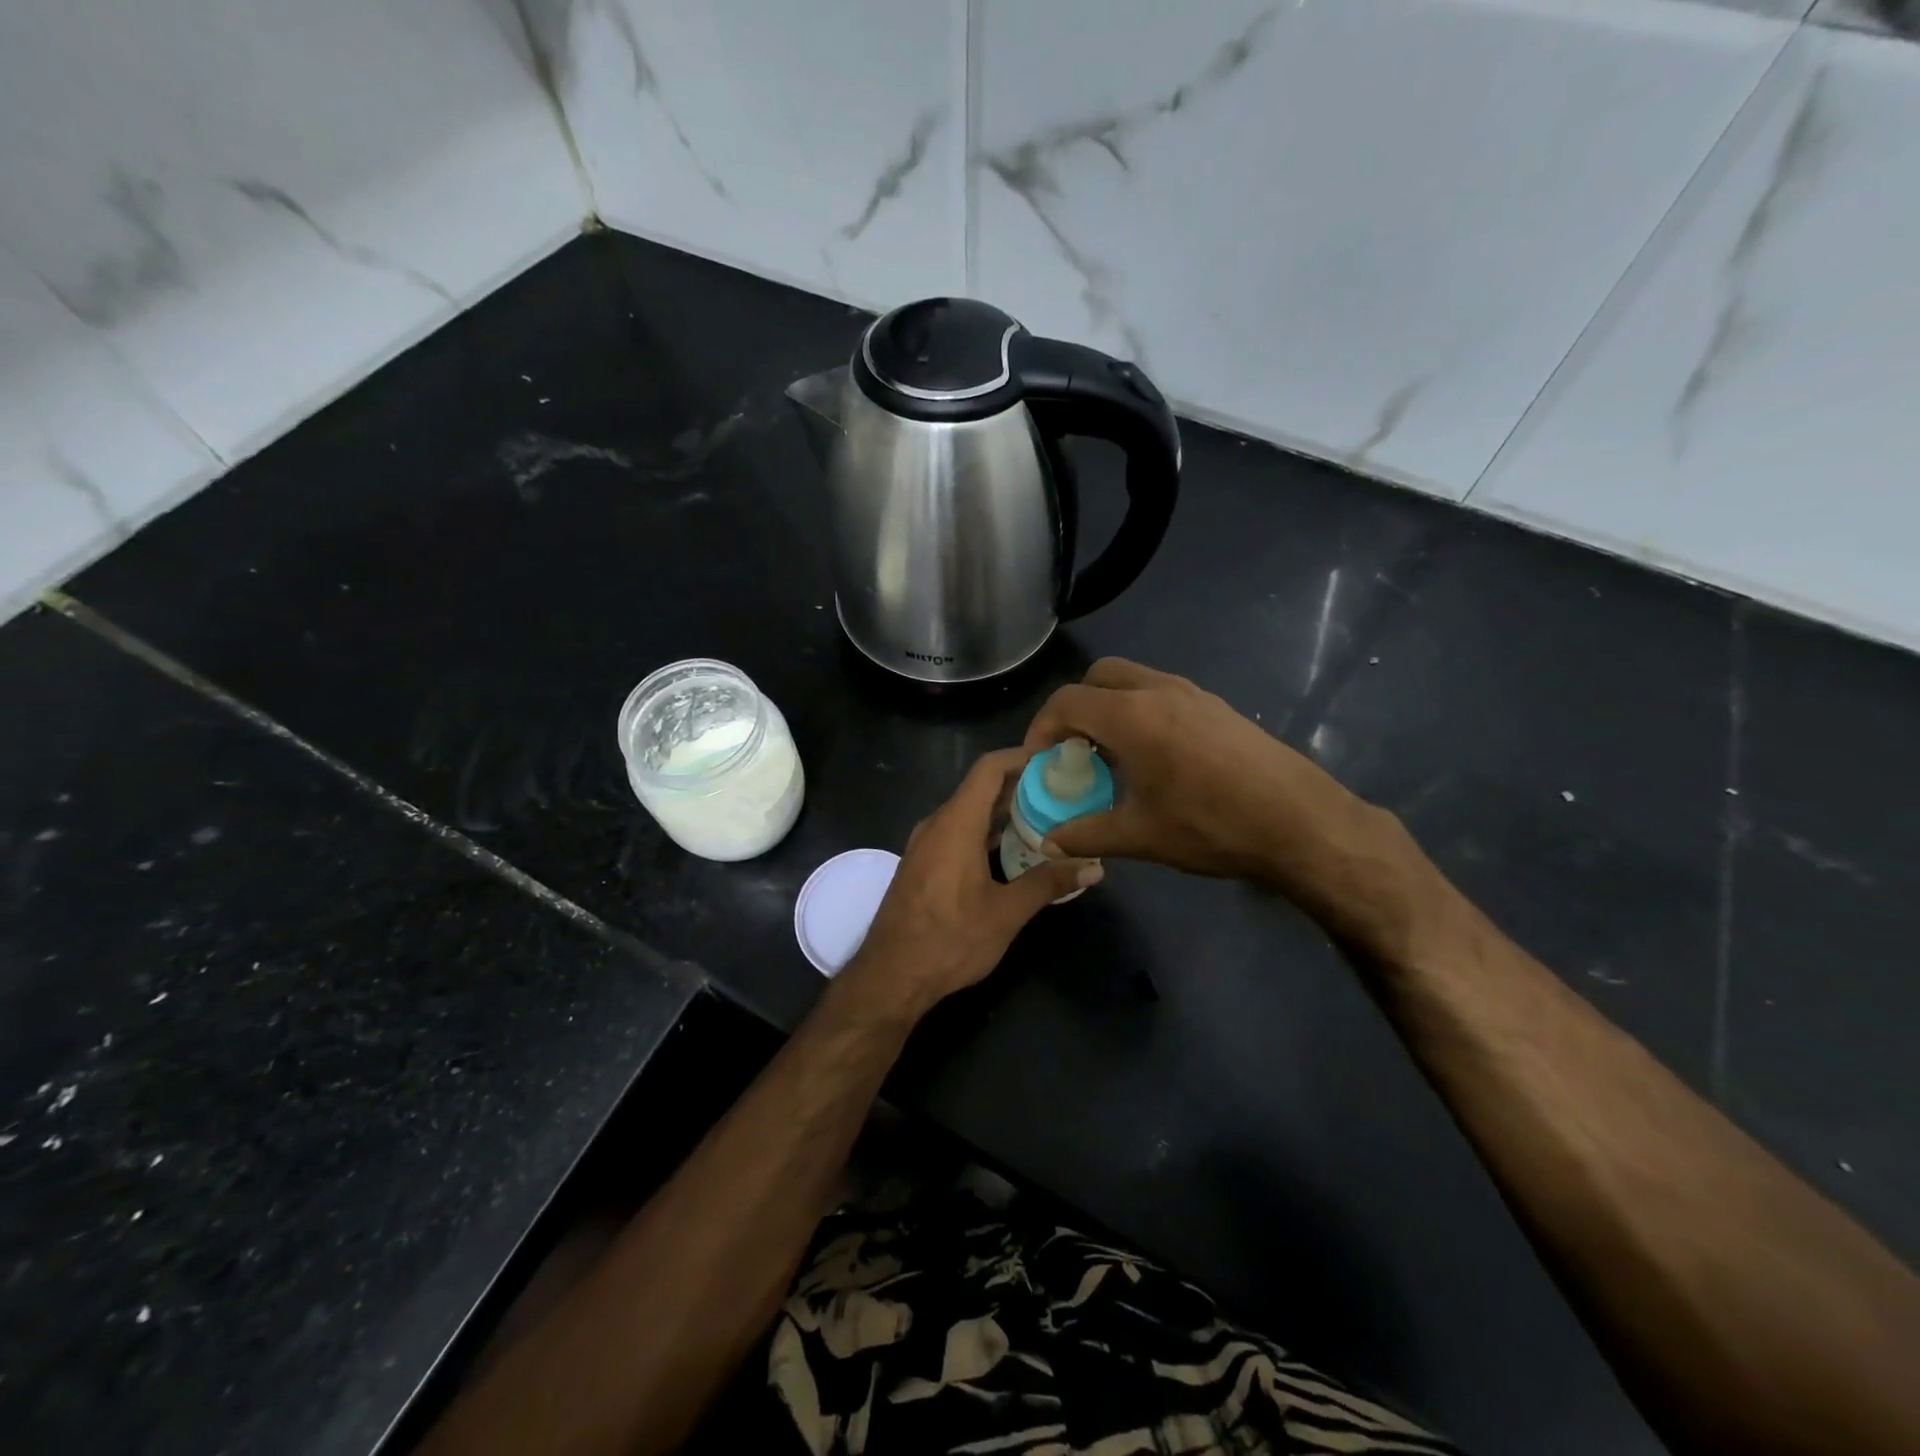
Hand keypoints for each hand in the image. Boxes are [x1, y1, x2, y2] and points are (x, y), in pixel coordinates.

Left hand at [843, 749, 1101, 1016]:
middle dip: (1021, 787)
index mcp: (955, 823)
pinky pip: (957, 834)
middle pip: (980, 789)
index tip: (1055, 759)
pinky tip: (1013, 854)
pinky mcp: (922, 865)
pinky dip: (986, 834)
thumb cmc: (949, 940)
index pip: (989, 768)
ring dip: (1004, 813)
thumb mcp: (1006, 913)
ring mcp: (925, 845)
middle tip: (1062, 793)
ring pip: (969, 813)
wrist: (890, 977)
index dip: (1021, 756)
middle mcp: (937, 825)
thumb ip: (1049, 883)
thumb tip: (1093, 868)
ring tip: (1046, 820)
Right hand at [1024, 659, 1428, 952]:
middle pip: (1098, 676)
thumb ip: (1087, 834)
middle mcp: (1159, 690)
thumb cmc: (1212, 826)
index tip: (1040, 761)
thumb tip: (1050, 843)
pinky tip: (1154, 757)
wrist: (1301, 822)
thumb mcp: (1141, 836)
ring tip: (1112, 754)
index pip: (1067, 701)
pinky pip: (1162, 692)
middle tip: (1074, 749)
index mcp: (1132, 716)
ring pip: (1133, 680)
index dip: (1042, 728)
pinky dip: (1141, 710)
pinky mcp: (1217, 705)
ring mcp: (1193, 693)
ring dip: (1110, 706)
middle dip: (1076, 707)